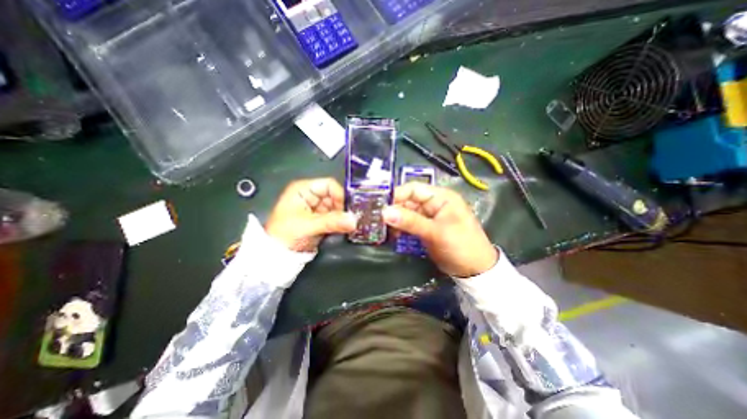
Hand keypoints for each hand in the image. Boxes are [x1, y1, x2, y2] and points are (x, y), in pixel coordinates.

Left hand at [263, 176, 356, 251]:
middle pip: (335, 196)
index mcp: (304, 189)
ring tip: (348, 225)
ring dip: (343, 217)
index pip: (329, 185)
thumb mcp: (308, 226)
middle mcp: (311, 196)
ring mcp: (316, 208)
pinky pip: (335, 217)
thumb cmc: (285, 234)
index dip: (340, 195)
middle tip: (351, 219)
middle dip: (343, 208)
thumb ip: (332, 222)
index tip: (348, 209)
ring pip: (336, 208)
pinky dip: (340, 223)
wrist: (275, 255)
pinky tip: (344, 228)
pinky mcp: (320, 219)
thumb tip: (353, 220)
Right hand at [381, 183, 496, 277]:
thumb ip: (410, 221)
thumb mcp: (435, 232)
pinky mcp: (425, 229)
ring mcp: (429, 217)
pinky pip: (409, 224)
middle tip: (376, 219)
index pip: (413, 189)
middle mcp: (433, 204)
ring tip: (383, 229)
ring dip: (395, 220)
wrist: (475, 271)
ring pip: (406, 213)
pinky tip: (393, 235)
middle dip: (393, 209)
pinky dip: (400, 229)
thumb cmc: (460, 246)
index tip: (379, 205)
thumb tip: (384, 212)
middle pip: (408, 201)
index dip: (396, 195)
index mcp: (440, 197)